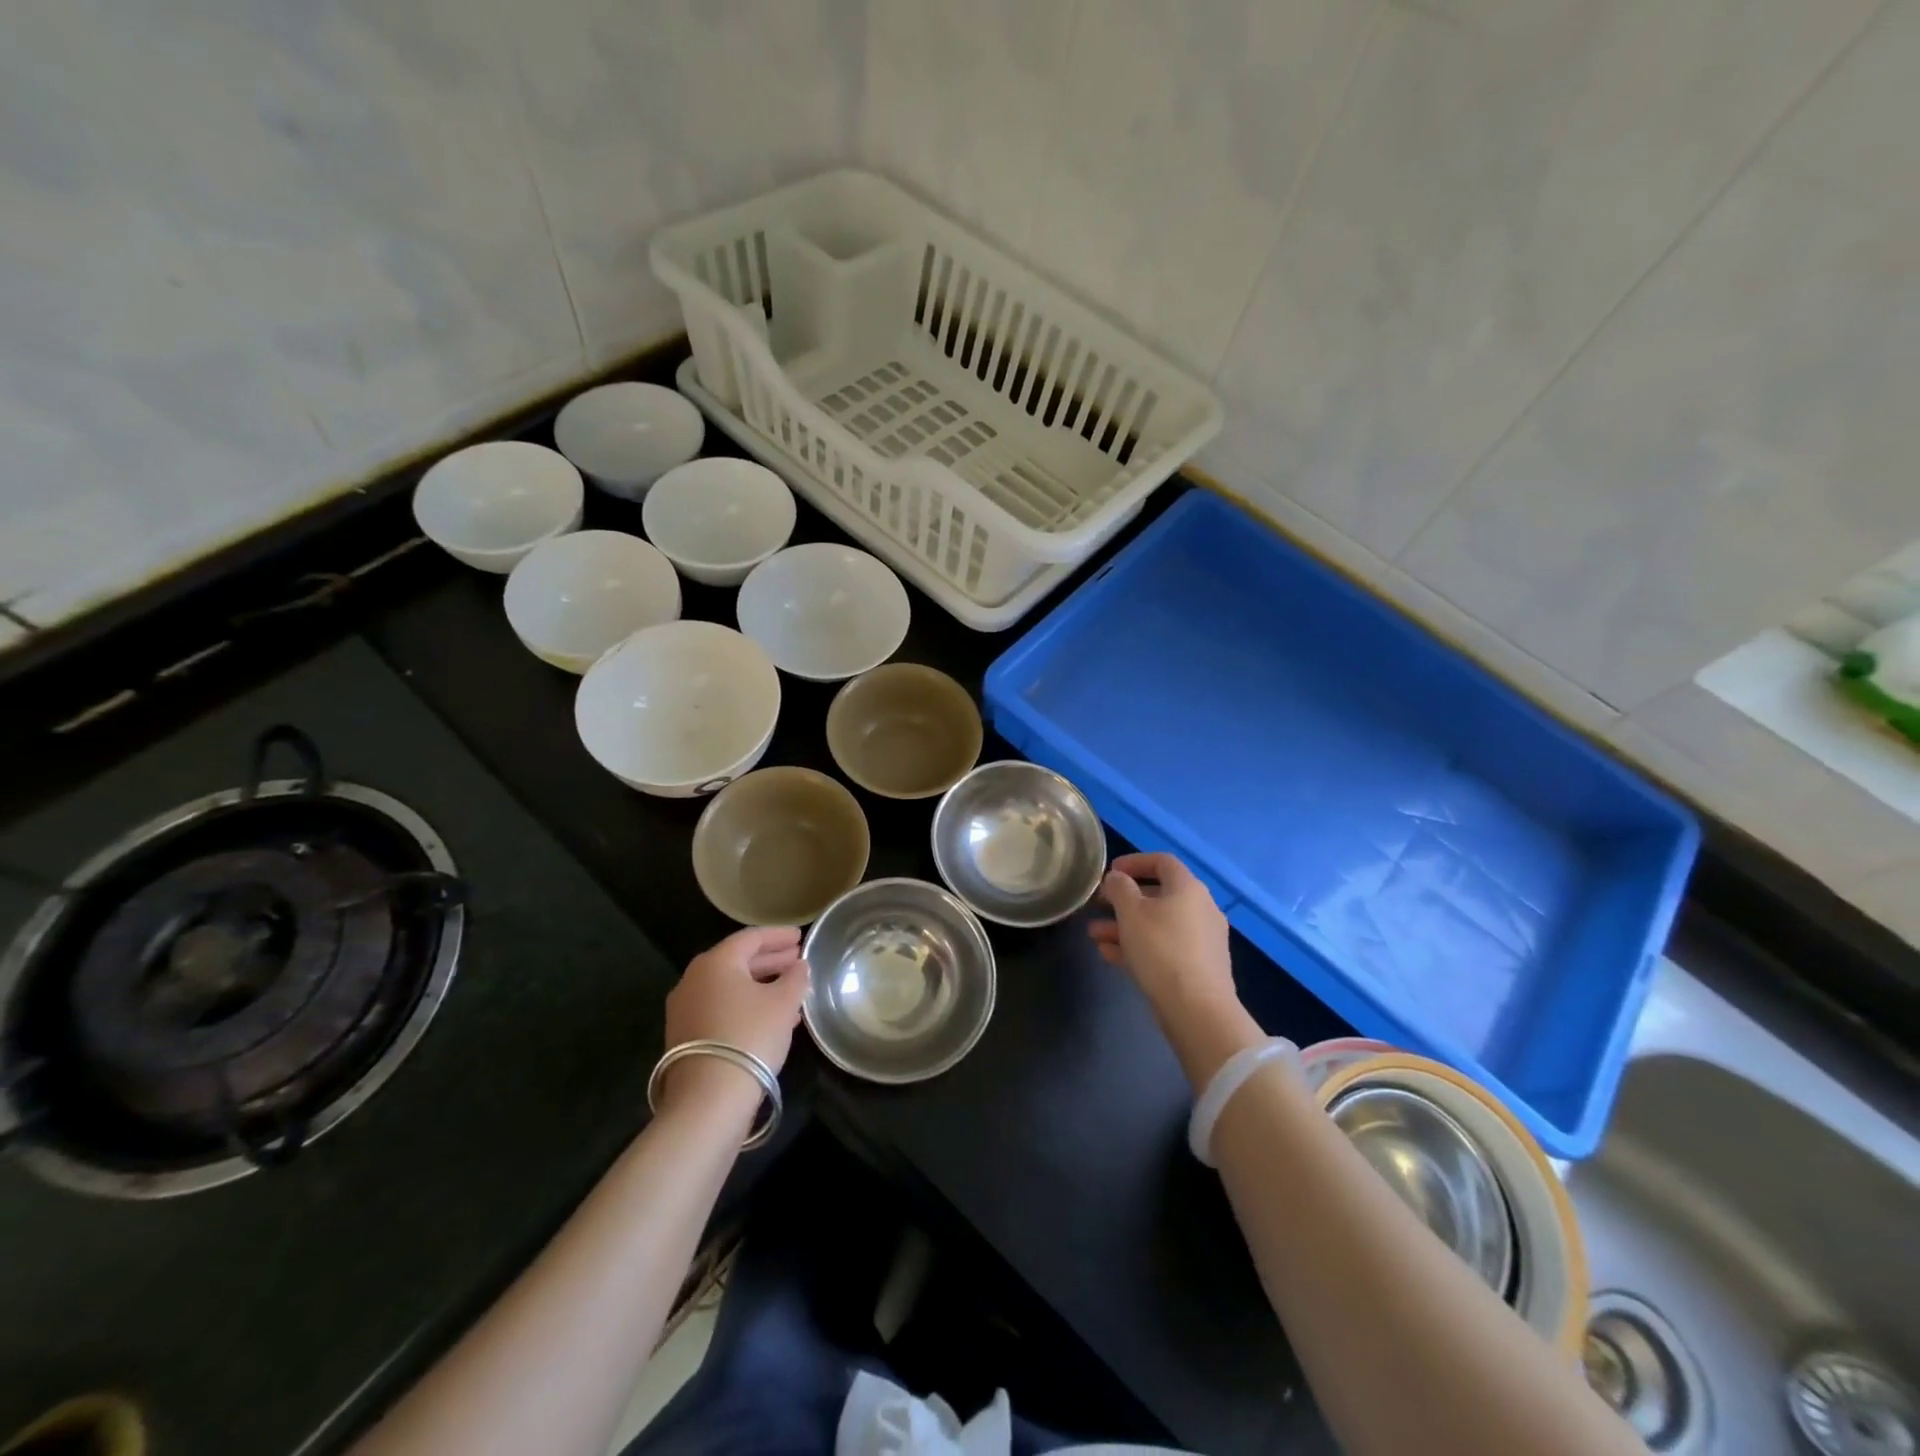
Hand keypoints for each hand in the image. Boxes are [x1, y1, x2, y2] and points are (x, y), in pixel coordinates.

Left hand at [660, 927, 808, 1111]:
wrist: (708, 1098)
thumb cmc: (750, 1036)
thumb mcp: (784, 1003)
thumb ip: (795, 978)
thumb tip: (799, 966)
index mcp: (716, 962)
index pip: (751, 937)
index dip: (778, 935)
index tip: (800, 936)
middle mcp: (694, 979)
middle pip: (738, 961)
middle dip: (770, 959)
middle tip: (796, 959)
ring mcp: (685, 1009)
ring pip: (730, 986)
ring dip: (760, 984)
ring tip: (790, 989)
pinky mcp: (684, 1036)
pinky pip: (721, 1007)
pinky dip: (746, 1005)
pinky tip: (770, 1017)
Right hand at [1090, 853, 1256, 1087]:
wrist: (1197, 1010)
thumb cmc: (1161, 949)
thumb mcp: (1131, 912)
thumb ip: (1120, 888)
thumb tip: (1117, 878)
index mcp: (1188, 888)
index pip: (1162, 862)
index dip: (1134, 862)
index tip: (1110, 871)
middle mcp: (1200, 909)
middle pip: (1158, 895)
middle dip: (1123, 900)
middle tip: (1097, 905)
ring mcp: (1202, 940)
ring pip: (1157, 925)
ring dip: (1125, 926)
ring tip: (1094, 935)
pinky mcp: (1198, 967)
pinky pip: (1164, 948)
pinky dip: (1138, 947)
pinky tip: (1109, 955)